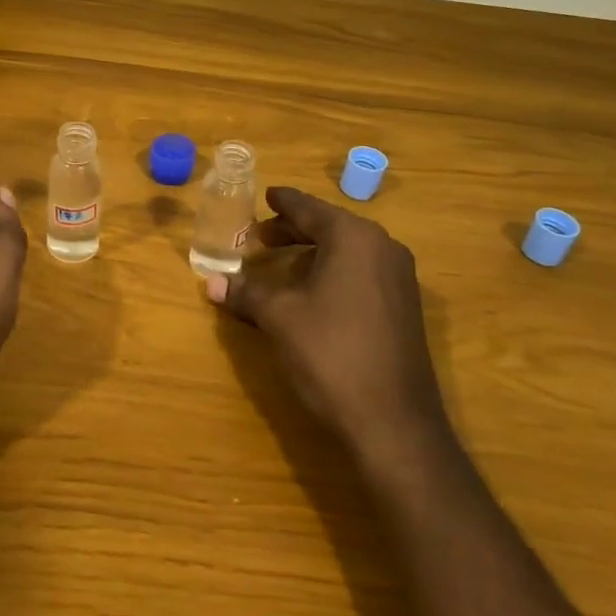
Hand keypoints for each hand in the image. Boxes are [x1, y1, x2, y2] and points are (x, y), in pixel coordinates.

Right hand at [206, 187, 450, 462]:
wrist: (394, 421)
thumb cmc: (331, 353)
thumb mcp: (280, 317)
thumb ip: (246, 292)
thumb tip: (211, 282)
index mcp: (354, 237)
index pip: (309, 208)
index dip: (283, 202)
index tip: (265, 194)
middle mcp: (382, 247)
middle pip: (330, 227)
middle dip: (292, 231)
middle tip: (259, 238)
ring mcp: (399, 278)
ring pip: (347, 251)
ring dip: (312, 253)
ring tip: (279, 264)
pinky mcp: (404, 307)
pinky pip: (362, 273)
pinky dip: (332, 272)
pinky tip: (311, 293)